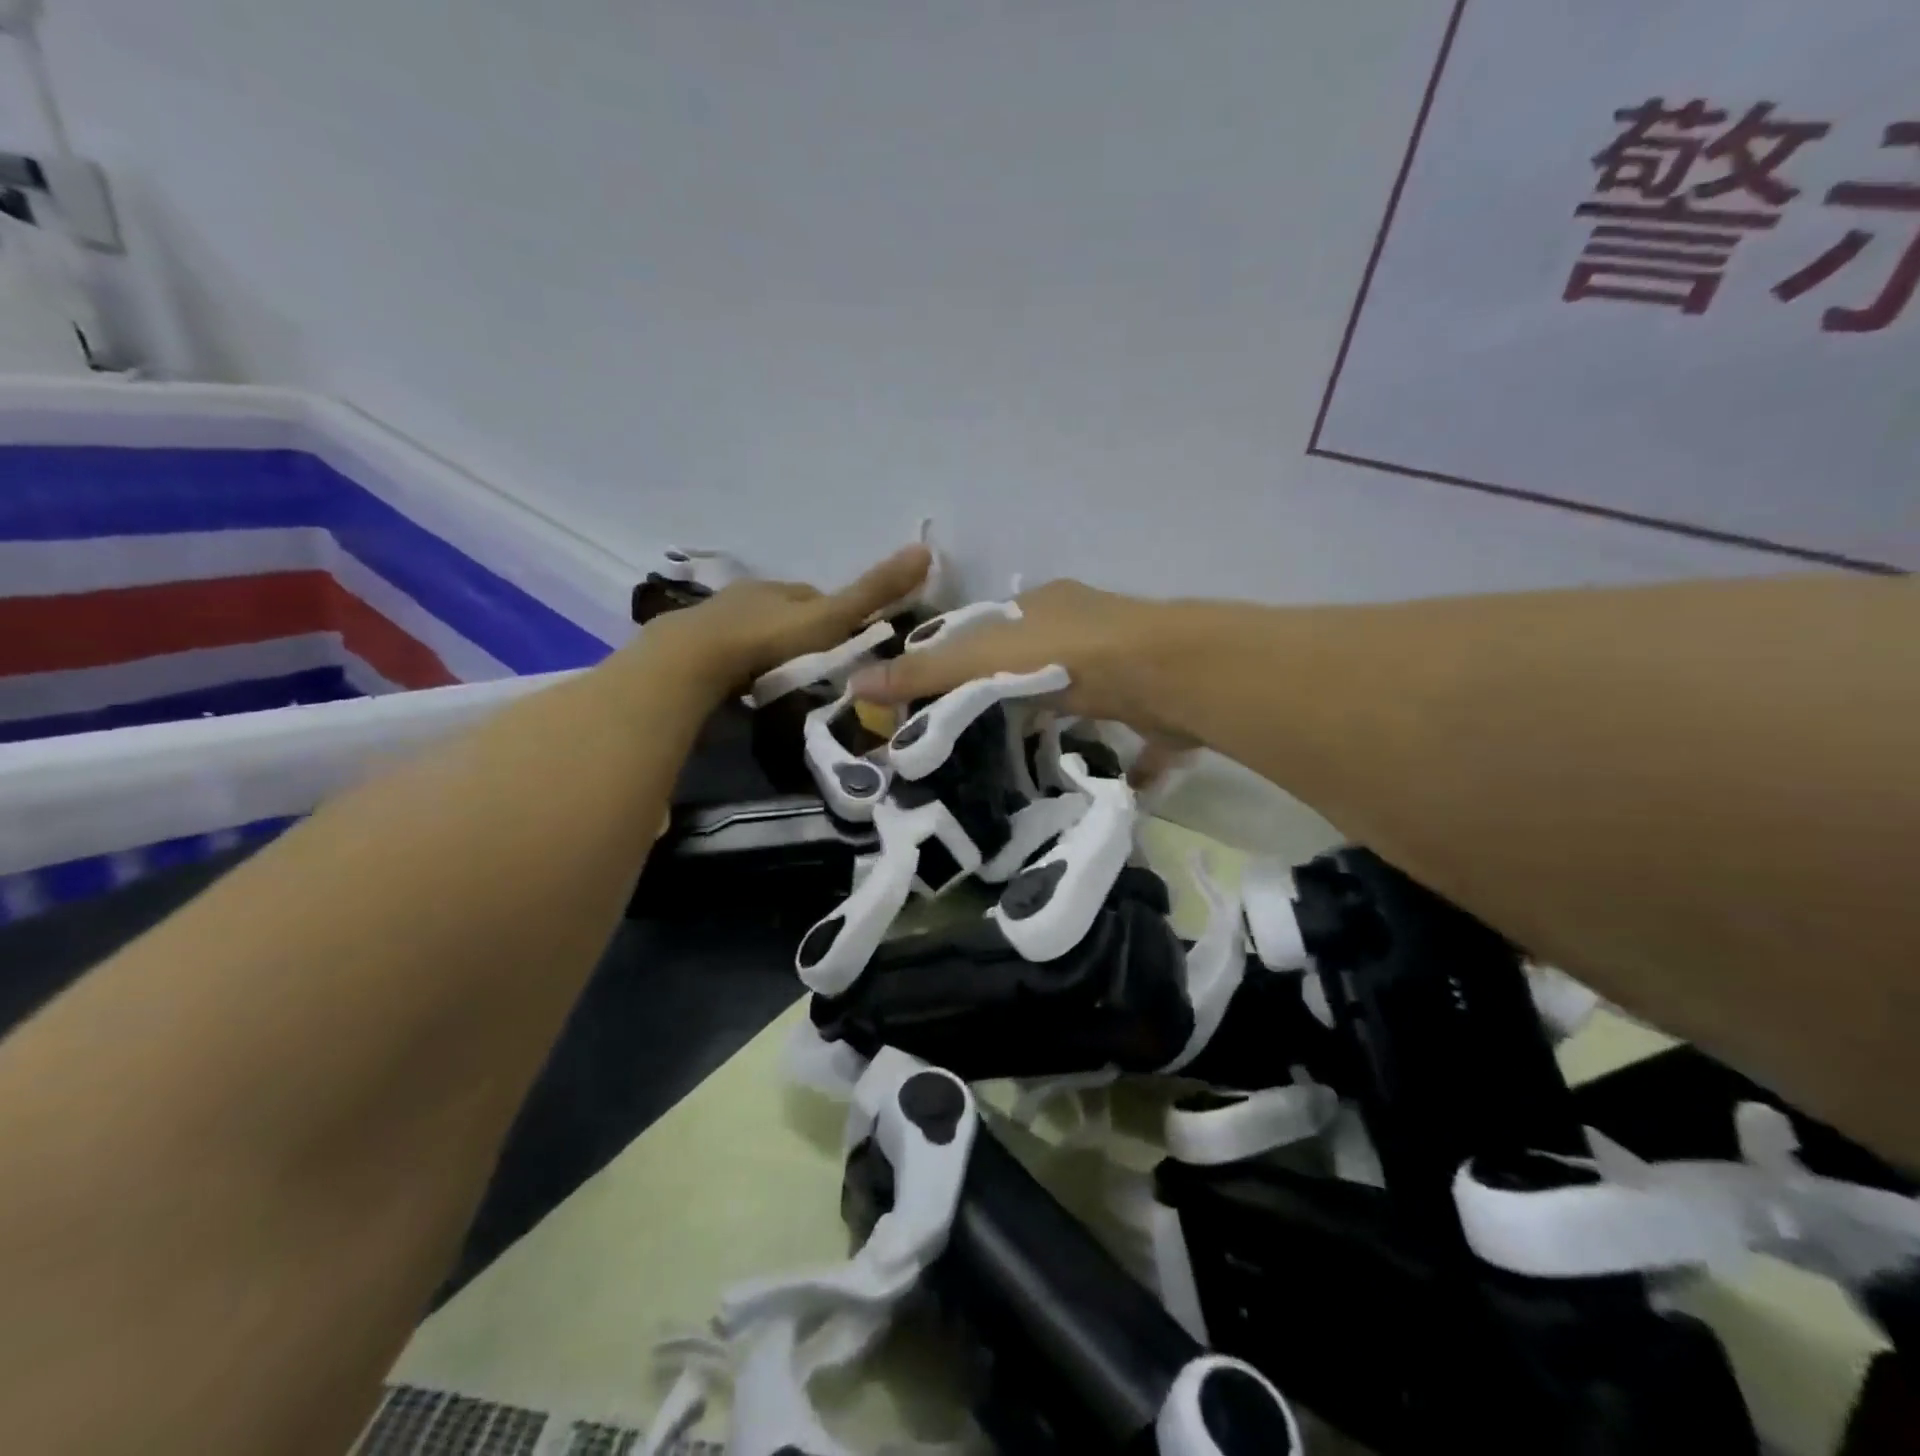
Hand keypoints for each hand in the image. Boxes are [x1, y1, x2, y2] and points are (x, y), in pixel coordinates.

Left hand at [635, 545, 931, 696]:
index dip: (837, 615)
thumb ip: (873, 592)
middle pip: (786, 611)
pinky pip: (729, 649)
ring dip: (771, 646)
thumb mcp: (830, 618)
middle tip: (818, 663)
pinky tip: (749, 678)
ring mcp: (718, 618)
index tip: (850, 640)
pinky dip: (744, 659)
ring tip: (785, 675)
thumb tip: (925, 549)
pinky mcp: (694, 645)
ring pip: (756, 628)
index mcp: (783, 588)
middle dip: (802, 631)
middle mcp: (750, 594)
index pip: (817, 596)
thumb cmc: (769, 638)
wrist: (695, 659)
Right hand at [848, 579, 1196, 746]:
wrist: (1168, 673)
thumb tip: (856, 683)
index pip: (986, 627)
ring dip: (1055, 715)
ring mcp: (1124, 661)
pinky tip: (1101, 783)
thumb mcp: (985, 659)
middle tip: (973, 732)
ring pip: (1079, 690)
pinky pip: (1129, 731)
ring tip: (1022, 754)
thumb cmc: (1068, 655)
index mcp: (1042, 605)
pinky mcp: (1153, 702)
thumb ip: (926, 673)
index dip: (957, 656)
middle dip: (1006, 688)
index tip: (935, 696)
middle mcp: (1084, 624)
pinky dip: (1117, 756)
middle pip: (1033, 657)